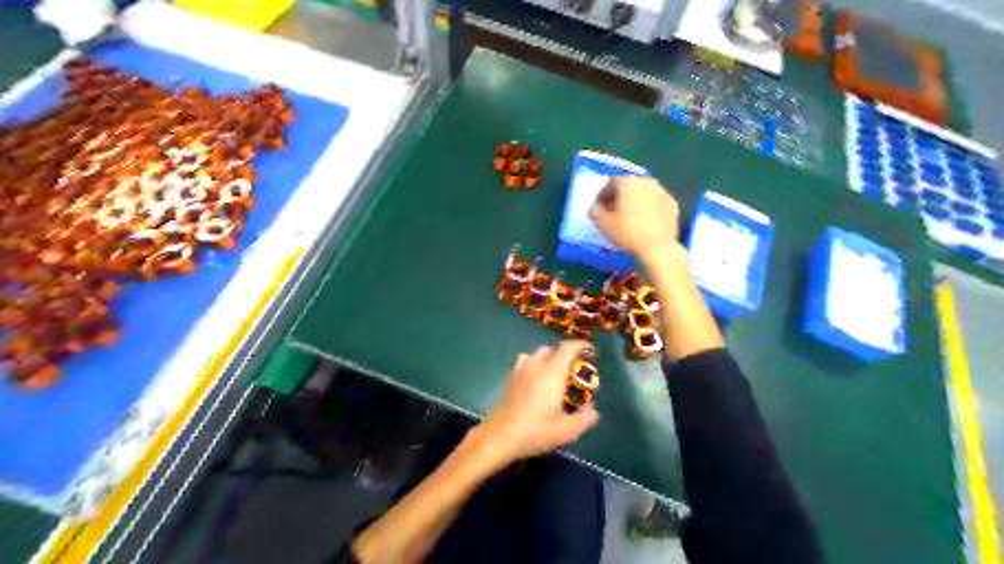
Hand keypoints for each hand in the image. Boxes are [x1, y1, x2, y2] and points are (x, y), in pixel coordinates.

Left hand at [476, 340, 597, 465]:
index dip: (581, 345)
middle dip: (566, 354)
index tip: (591, 350)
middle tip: (575, 368)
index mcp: (552, 372)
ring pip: (538, 354)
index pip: (568, 348)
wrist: (500, 436)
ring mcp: (520, 370)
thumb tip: (593, 410)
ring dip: (550, 358)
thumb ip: (585, 418)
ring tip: (556, 373)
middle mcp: (536, 365)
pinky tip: (538, 381)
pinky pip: (526, 362)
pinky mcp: (510, 378)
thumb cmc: (535, 431)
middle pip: (553, 349)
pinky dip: (536, 365)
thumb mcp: (567, 431)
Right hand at [590, 176, 682, 264]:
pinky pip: (655, 202)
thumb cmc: (627, 232)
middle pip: (628, 186)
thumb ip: (595, 211)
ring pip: (643, 193)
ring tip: (628, 218)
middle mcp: (646, 181)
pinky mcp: (672, 203)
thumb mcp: (603, 224)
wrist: (658, 247)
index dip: (602, 196)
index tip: (599, 208)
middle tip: (613, 212)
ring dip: (634, 202)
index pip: (610, 183)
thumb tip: (595, 208)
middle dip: (619, 197)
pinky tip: (644, 222)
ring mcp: (661, 191)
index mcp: (628, 182)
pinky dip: (648, 208)